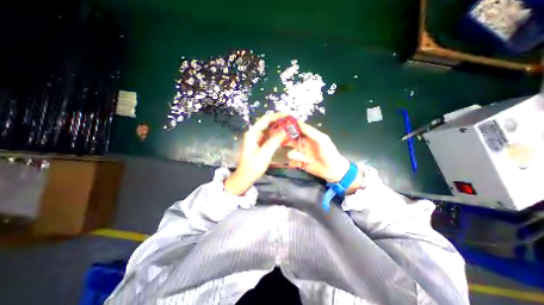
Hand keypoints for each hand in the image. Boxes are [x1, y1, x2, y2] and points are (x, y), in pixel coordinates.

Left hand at [225, 112, 287, 194]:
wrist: (245, 176)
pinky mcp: (260, 142)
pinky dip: (277, 132)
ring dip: (279, 126)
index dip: (277, 116)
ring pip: (269, 127)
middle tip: (291, 121)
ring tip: (290, 126)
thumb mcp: (264, 155)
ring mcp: (256, 137)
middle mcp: (254, 133)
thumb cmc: (253, 167)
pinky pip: (269, 134)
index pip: (266, 119)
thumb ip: (273, 142)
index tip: (289, 116)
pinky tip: (284, 134)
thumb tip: (284, 131)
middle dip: (279, 120)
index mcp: (252, 134)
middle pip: (267, 121)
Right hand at [285, 122, 365, 192]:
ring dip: (297, 155)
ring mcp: (299, 153)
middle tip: (283, 143)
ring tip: (305, 159)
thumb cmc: (328, 152)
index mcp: (307, 136)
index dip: (288, 127)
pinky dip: (295, 163)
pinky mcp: (298, 163)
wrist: (332, 169)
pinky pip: (291, 162)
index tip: (281, 127)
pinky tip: (302, 164)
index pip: (295, 129)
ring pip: (291, 152)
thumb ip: (310, 131)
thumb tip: (297, 121)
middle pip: (289, 140)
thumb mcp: (321, 139)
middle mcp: (301, 143)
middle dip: (286, 142)